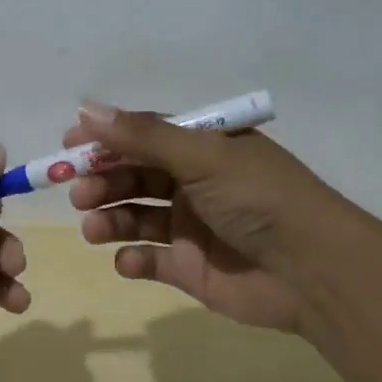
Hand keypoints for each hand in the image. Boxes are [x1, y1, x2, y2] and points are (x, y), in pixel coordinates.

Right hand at [64, 103, 330, 333]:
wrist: (313, 271)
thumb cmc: (259, 199)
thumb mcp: (202, 156)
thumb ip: (143, 136)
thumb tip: (86, 109)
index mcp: (204, 149)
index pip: (145, 135)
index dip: (106, 138)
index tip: (68, 146)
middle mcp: (195, 184)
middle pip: (134, 176)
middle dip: (103, 181)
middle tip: (78, 192)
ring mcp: (191, 227)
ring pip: (135, 217)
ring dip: (110, 219)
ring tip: (93, 227)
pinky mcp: (190, 268)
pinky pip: (149, 261)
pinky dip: (133, 260)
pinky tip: (129, 261)